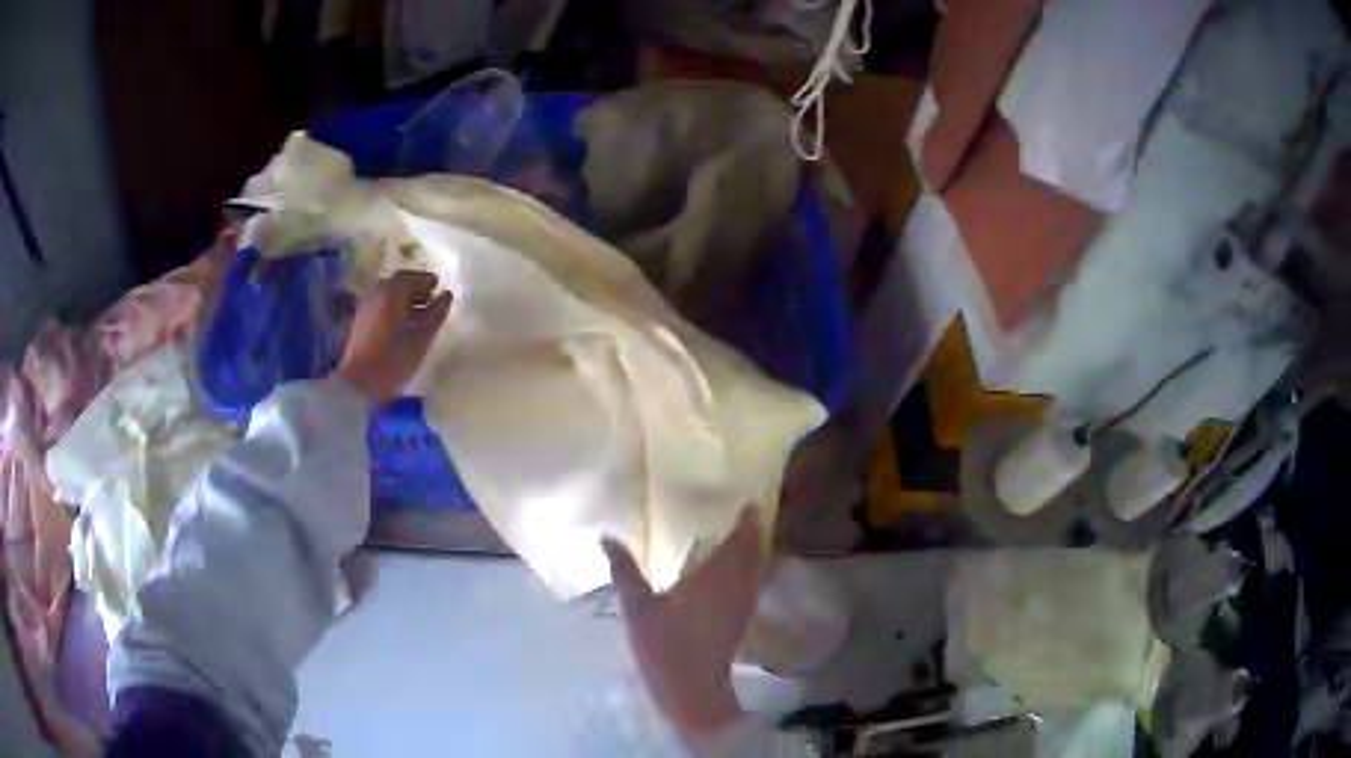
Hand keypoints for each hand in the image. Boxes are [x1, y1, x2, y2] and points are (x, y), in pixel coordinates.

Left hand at [333, 270, 451, 402]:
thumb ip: (435, 315)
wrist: (358, 386)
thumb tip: (447, 296)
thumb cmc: (392, 362)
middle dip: (414, 288)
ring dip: (404, 299)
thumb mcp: (420, 340)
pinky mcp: (360, 324)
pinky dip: (393, 308)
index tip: (438, 285)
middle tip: (431, 298)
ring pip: (387, 296)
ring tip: (420, 313)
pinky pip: (379, 306)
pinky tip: (403, 324)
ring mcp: (365, 310)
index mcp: (390, 295)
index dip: (425, 279)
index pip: (409, 277)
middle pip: (396, 284)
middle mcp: (375, 296)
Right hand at [603, 509, 761, 752]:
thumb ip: (625, 570)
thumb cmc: (665, 646)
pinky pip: (751, 583)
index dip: (747, 520)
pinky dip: (748, 571)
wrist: (693, 689)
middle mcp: (736, 586)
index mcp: (715, 576)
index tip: (749, 501)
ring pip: (754, 568)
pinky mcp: (741, 621)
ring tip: (740, 537)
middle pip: (752, 552)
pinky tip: (733, 574)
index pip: (739, 539)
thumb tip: (607, 536)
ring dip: (752, 551)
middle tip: (744, 514)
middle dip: (751, 532)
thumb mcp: (638, 607)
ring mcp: (742, 605)